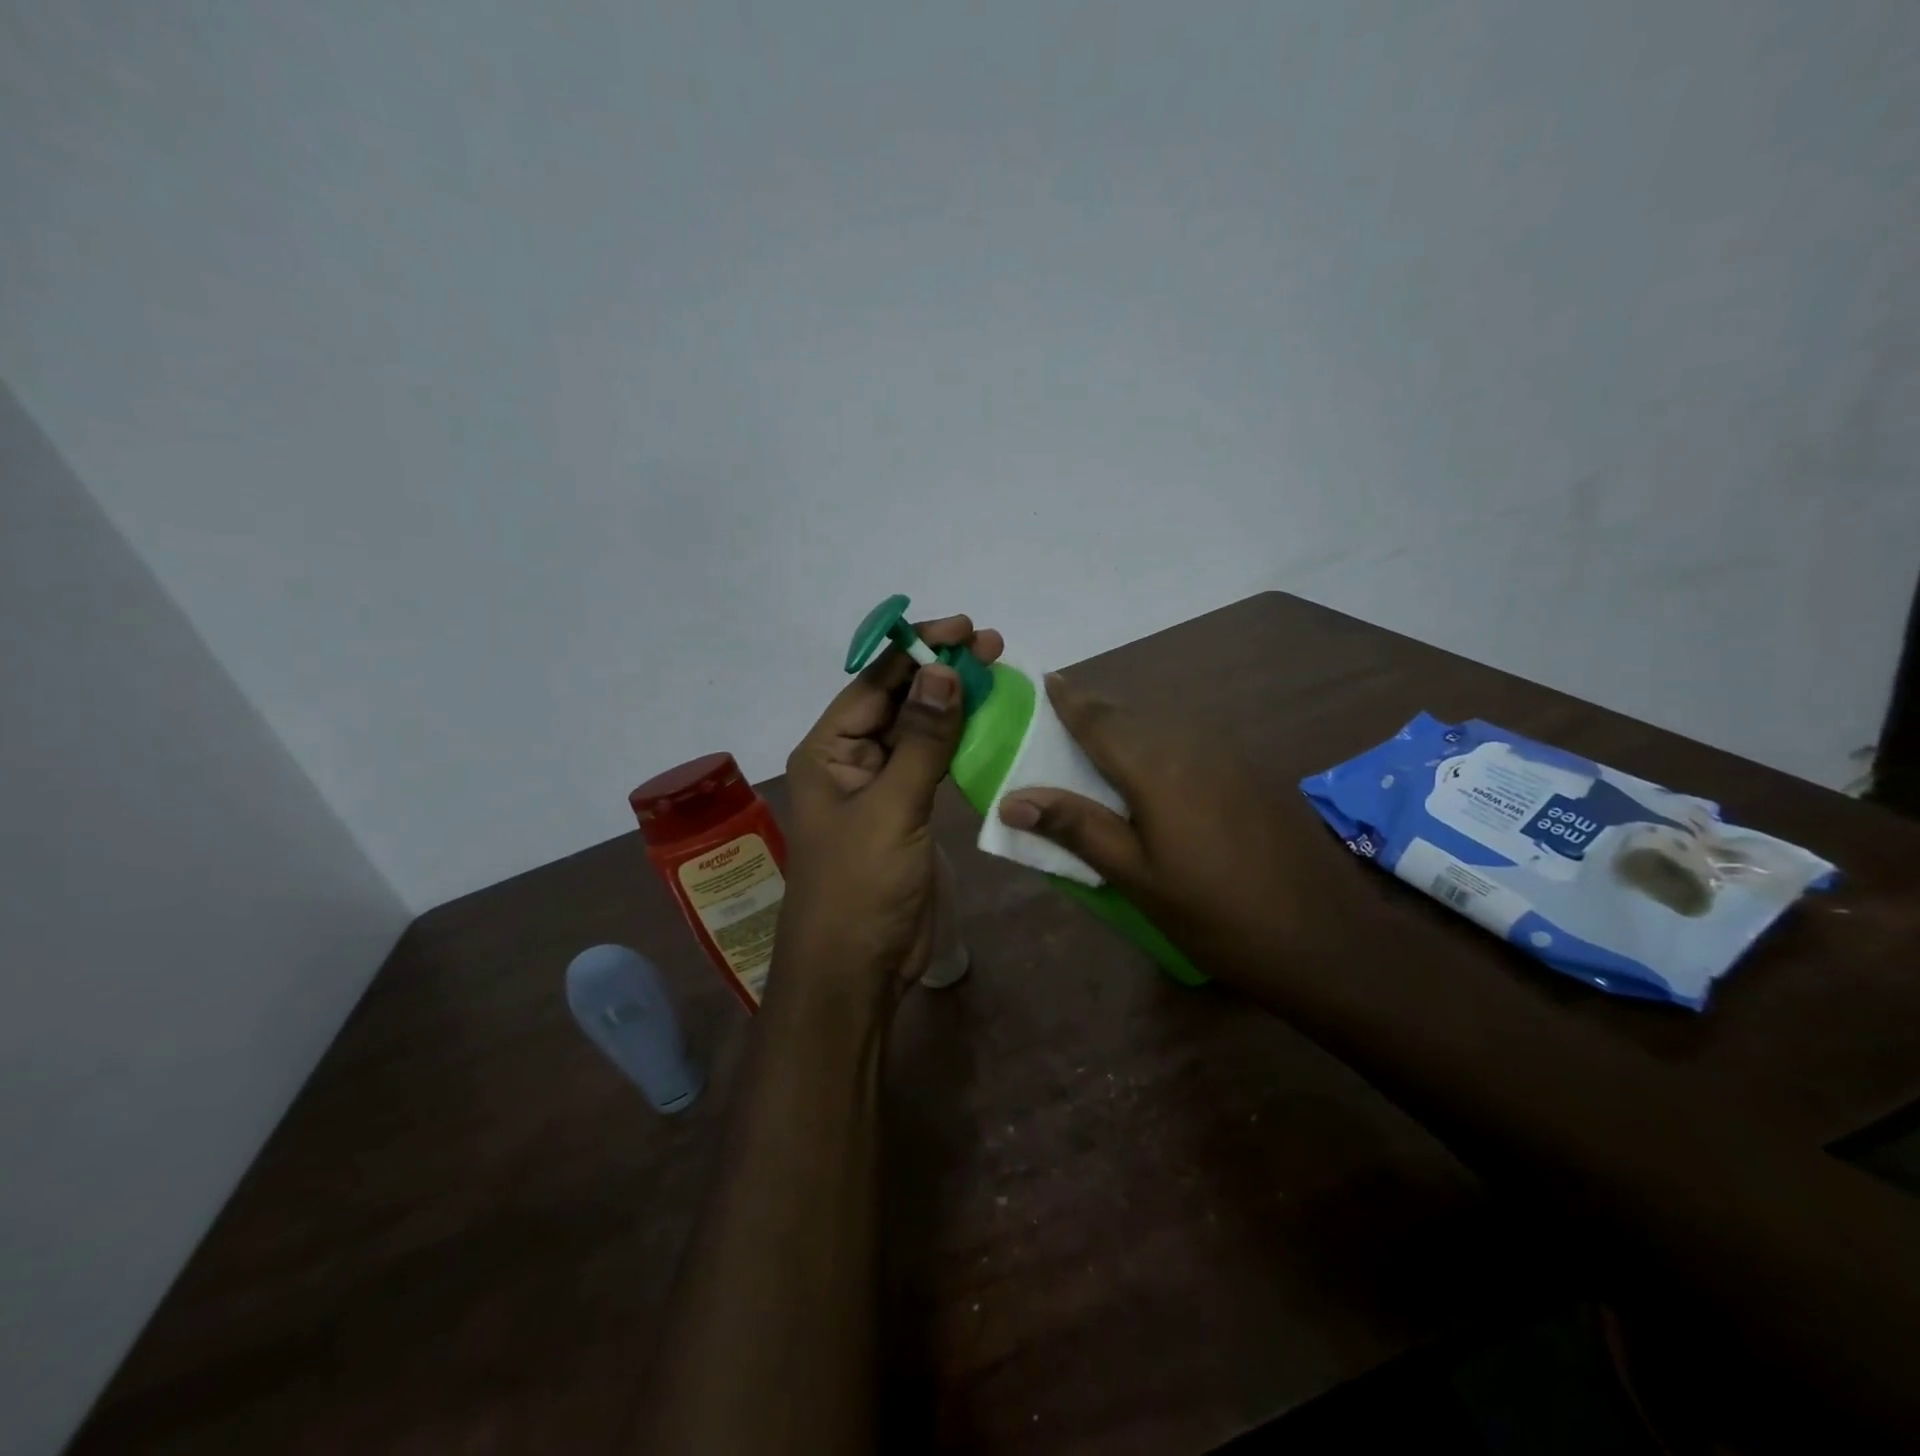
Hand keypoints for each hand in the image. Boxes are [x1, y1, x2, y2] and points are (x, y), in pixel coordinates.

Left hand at [773, 616, 1003, 1017]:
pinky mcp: (907, 810)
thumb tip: (942, 670)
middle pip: (897, 700)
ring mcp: (880, 785)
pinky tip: (987, 720)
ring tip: (995, 672)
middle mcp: (850, 759)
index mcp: (828, 750)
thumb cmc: (861, 885)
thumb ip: (922, 740)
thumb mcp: (892, 807)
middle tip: (991, 645)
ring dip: (952, 702)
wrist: (858, 968)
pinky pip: (932, 762)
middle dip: (940, 671)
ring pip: (918, 729)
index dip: (917, 651)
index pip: (874, 684)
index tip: (963, 629)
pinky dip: (958, 740)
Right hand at [997, 673, 1353, 988]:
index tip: (1045, 680)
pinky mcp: (1251, 773)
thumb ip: (1077, 828)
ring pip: (1164, 726)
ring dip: (1128, 728)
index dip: (1069, 700)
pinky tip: (1154, 773)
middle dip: (1094, 712)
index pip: (1100, 720)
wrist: (1324, 938)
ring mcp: (1229, 756)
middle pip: (1131, 716)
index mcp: (1157, 767)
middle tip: (1060, 721)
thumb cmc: (1214, 915)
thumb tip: (1012, 797)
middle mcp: (1192, 745)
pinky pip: (1190, 742)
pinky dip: (1160, 745)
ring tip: (1099, 746)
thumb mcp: (1136, 878)